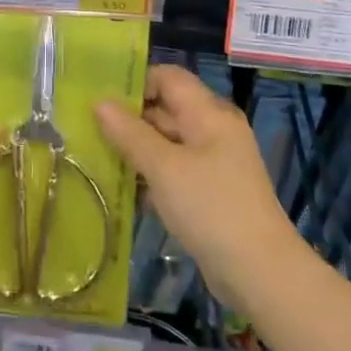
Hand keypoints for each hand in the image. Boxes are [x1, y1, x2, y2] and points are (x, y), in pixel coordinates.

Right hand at [94, 64, 298, 306]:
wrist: (261, 273)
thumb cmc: (210, 208)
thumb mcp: (164, 168)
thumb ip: (130, 133)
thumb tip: (100, 102)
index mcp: (208, 113)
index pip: (168, 78)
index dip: (135, 83)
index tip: (101, 100)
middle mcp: (214, 130)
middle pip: (166, 109)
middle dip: (130, 119)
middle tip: (89, 131)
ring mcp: (215, 162)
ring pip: (168, 143)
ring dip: (137, 151)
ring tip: (99, 160)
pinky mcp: (212, 192)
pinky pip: (176, 171)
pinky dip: (153, 176)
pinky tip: (126, 192)